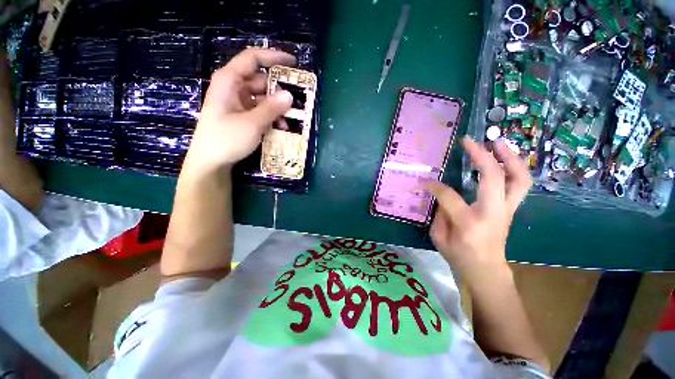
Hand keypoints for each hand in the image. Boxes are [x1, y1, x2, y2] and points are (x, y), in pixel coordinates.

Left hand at [184, 48, 295, 172]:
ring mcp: (238, 102)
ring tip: (289, 120)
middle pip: (261, 80)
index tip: (293, 63)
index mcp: (229, 81)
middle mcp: (233, 88)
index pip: (252, 59)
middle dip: (279, 91)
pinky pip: (260, 110)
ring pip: (263, 97)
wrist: (211, 162)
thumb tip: (289, 96)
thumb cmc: (226, 139)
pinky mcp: (241, 115)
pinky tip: (280, 127)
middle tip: (296, 102)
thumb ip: (271, 108)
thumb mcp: (252, 123)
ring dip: (277, 108)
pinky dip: (271, 116)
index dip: (273, 57)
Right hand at [426, 138, 531, 279]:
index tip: (423, 182)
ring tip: (497, 142)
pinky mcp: (512, 208)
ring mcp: (507, 209)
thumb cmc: (459, 255)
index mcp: (469, 222)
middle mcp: (493, 212)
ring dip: (509, 157)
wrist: (485, 269)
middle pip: (493, 177)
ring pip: (519, 178)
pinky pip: (520, 184)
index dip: (433, 186)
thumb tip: (440, 194)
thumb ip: (439, 212)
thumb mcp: (438, 236)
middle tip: (470, 141)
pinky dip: (515, 167)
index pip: (449, 196)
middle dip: (481, 155)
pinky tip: (504, 158)